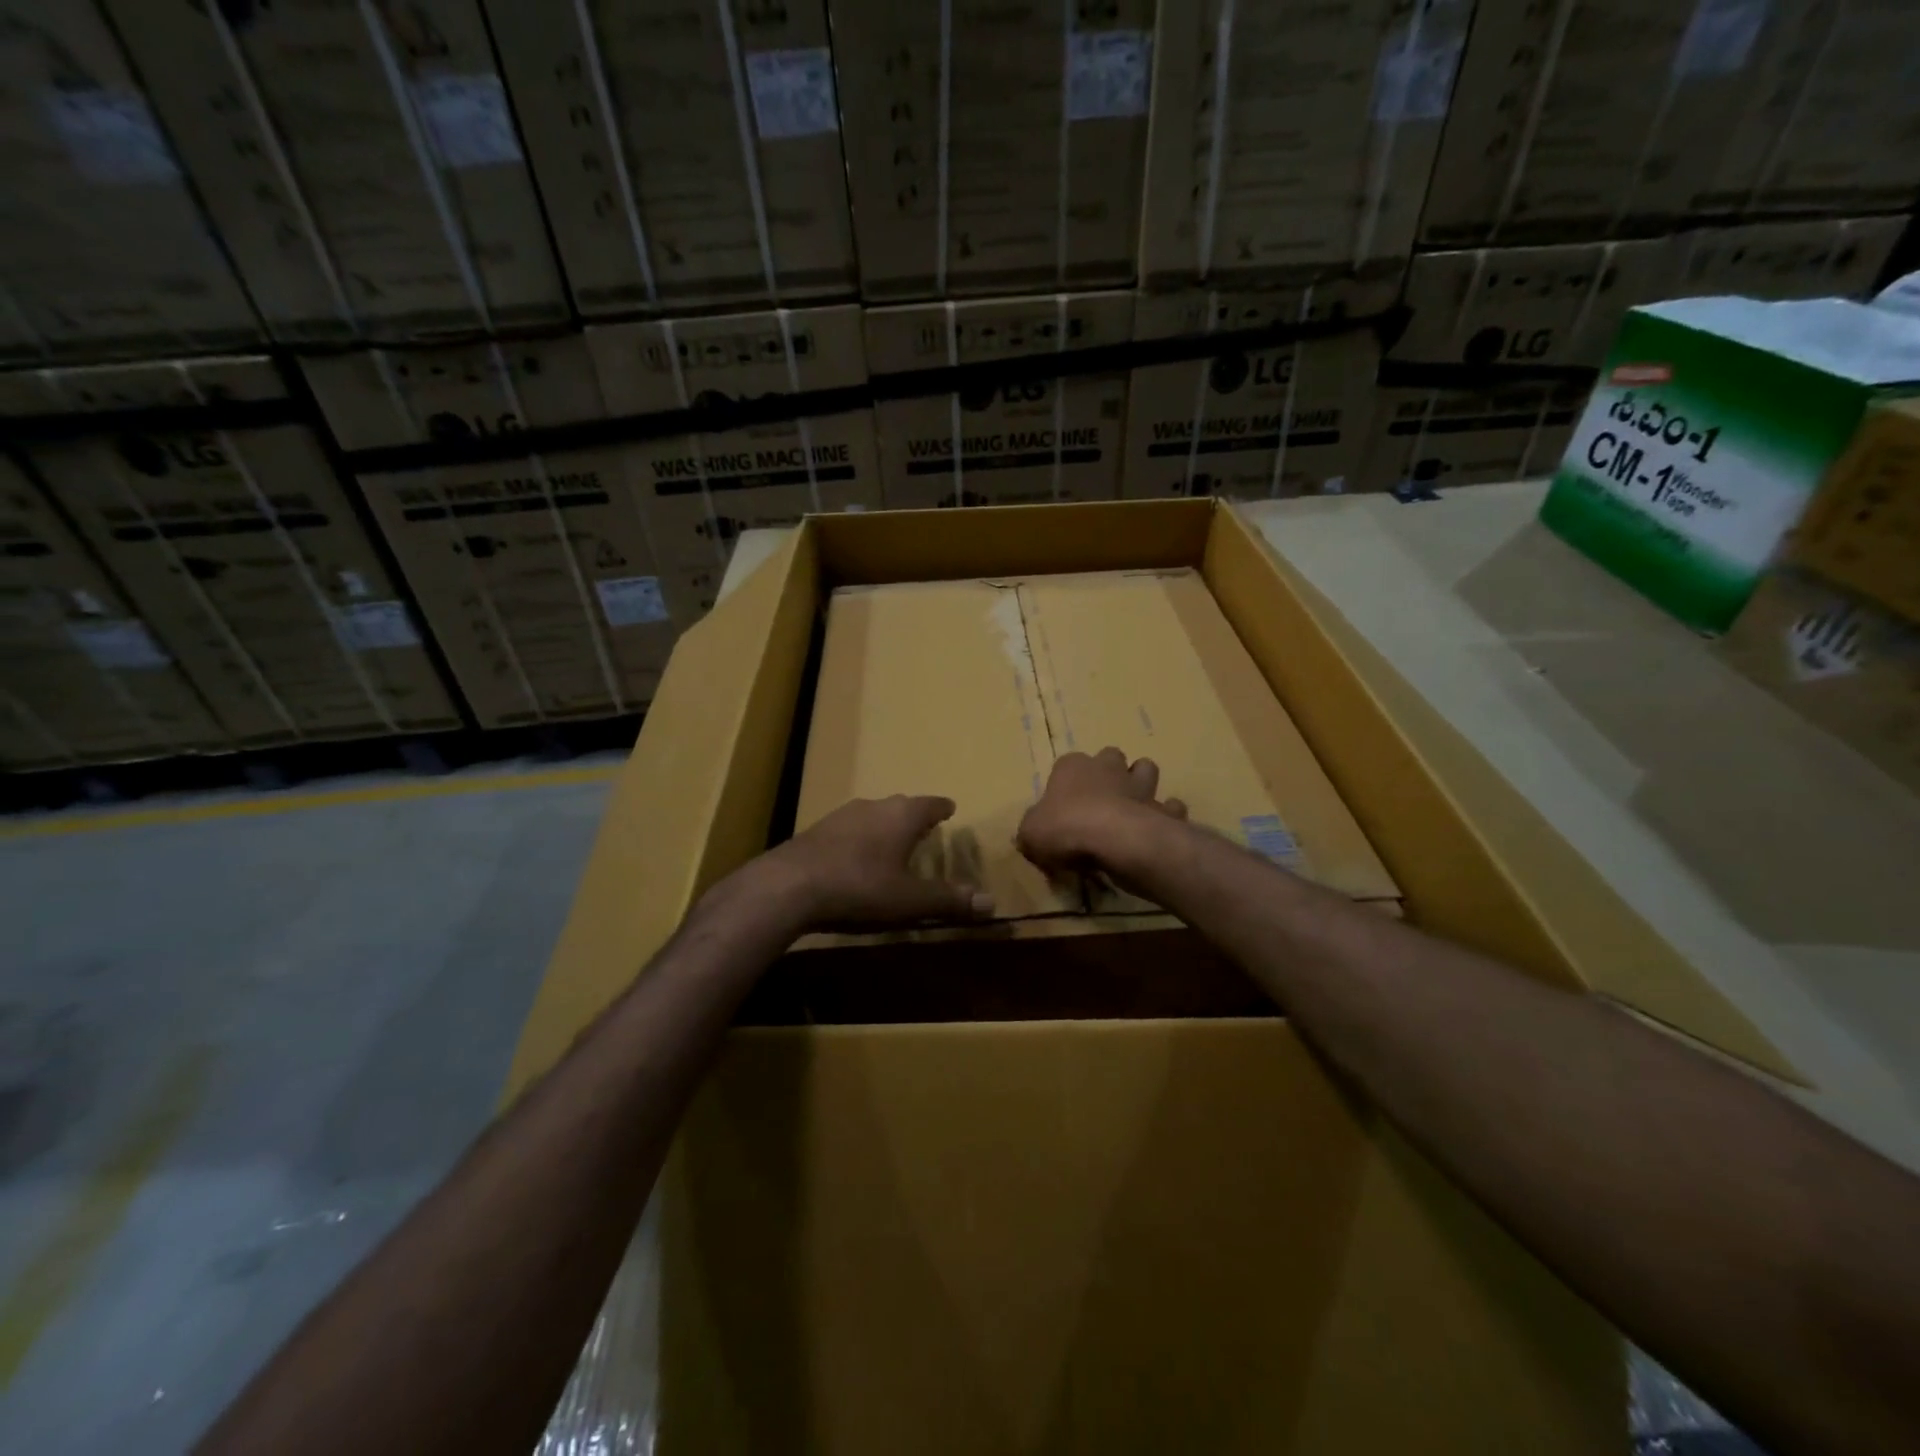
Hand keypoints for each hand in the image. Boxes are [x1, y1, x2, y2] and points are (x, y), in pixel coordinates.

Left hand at [761, 795, 993, 929]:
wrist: (789, 886)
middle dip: (914, 816)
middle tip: (925, 827)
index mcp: (902, 815)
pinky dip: (859, 838)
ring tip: (891, 842)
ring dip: (884, 826)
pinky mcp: (816, 830)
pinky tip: (854, 857)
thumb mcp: (910, 900)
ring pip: (872, 815)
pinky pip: (848, 829)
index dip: (942, 808)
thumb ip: (949, 900)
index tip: (950, 808)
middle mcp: (874, 806)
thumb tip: (992, 902)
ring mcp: (841, 815)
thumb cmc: (860, 887)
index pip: (931, 804)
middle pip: (901, 805)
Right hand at [1017, 747, 1187, 875]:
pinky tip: (1158, 827)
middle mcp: (1108, 768)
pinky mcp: (1163, 809)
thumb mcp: (1030, 834)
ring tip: (1132, 805)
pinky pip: (1170, 807)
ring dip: (1141, 784)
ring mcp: (1140, 786)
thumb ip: (1032, 829)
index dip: (1066, 782)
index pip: (1067, 764)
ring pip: (1146, 769)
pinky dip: (1167, 814)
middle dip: (1109, 771)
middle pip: (1110, 757)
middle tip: (1101, 799)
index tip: (1063, 805)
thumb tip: (1033, 834)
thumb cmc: (1066, 828)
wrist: (1115, 840)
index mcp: (1072, 767)